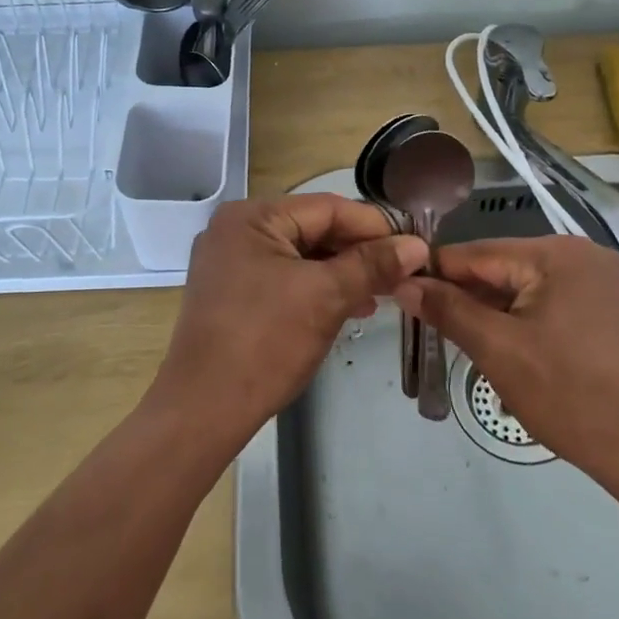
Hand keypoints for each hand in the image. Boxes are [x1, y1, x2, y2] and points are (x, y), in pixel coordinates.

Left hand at [148, 195, 427, 450]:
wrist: (203, 409)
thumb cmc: (265, 342)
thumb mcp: (326, 297)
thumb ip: (372, 264)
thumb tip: (416, 245)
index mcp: (251, 216)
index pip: (328, 208)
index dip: (375, 227)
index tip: (414, 247)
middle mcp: (235, 230)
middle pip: (313, 229)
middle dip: (359, 253)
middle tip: (403, 275)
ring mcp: (230, 263)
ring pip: (301, 256)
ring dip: (342, 273)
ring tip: (383, 294)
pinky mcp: (231, 293)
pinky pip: (284, 278)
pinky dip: (317, 289)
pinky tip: (349, 307)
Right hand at [394, 236, 618, 493]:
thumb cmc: (569, 394)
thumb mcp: (498, 350)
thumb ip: (448, 310)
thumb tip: (404, 284)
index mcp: (557, 254)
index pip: (479, 253)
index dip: (436, 273)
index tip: (400, 290)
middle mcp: (582, 254)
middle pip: (504, 268)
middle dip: (466, 295)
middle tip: (425, 323)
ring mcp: (600, 281)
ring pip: (525, 287)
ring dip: (493, 311)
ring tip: (457, 337)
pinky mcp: (608, 307)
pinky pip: (549, 301)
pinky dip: (523, 319)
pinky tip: (502, 344)